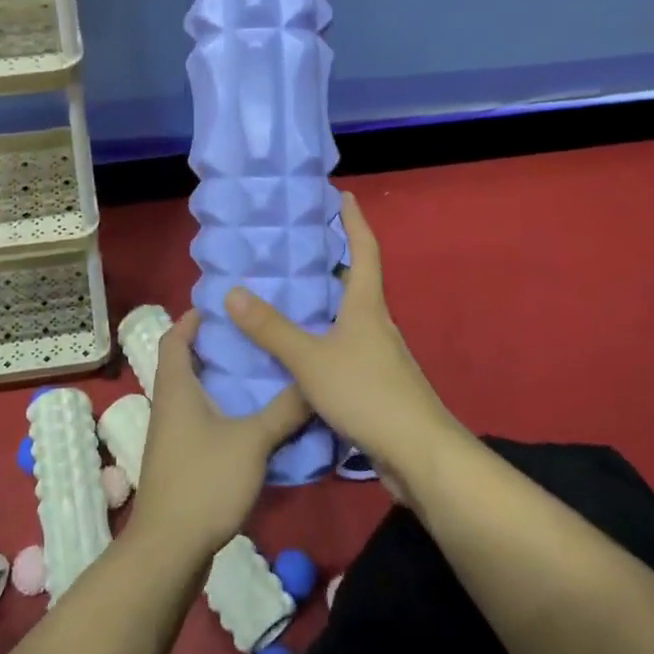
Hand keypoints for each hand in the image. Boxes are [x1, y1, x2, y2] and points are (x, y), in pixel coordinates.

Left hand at [126, 311, 309, 556]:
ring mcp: (171, 434)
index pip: (174, 337)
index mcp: (176, 387)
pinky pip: (199, 420)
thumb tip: (314, 382)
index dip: (192, 319)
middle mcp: (168, 404)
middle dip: (214, 348)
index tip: (222, 308)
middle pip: (185, 363)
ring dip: (219, 381)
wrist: (170, 547)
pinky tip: (250, 421)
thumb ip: (284, 411)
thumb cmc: (205, 480)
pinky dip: (220, 410)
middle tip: (252, 338)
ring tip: (258, 374)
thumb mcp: (253, 441)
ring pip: (193, 394)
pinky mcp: (179, 460)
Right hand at [225, 191, 466, 503]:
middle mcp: (378, 325)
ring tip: (291, 297)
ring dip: (327, 304)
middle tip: (299, 248)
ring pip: (350, 319)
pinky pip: (347, 349)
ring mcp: (381, 357)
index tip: (344, 196)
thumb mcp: (311, 359)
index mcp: (367, 307)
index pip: (364, 251)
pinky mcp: (378, 386)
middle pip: (358, 283)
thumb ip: (272, 329)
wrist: (421, 457)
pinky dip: (325, 340)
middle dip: (334, 262)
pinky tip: (302, 354)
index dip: (354, 222)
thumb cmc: (368, 394)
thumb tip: (232, 291)